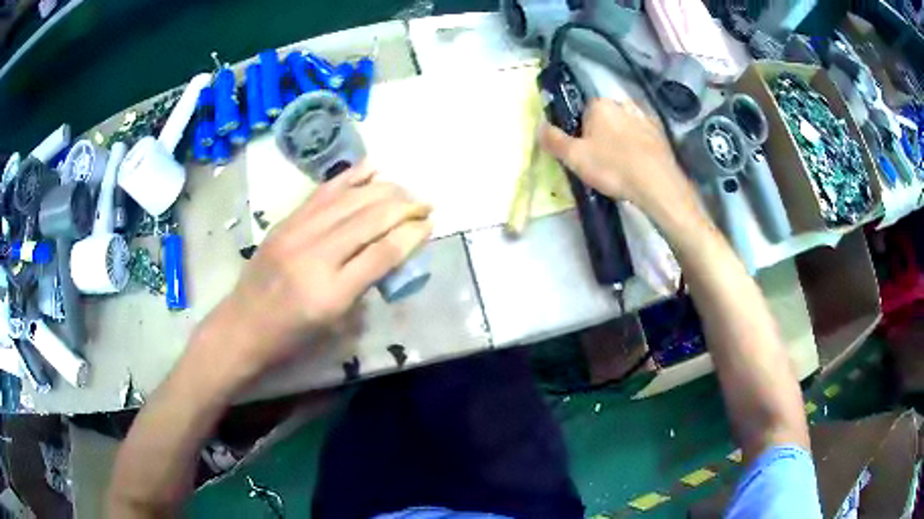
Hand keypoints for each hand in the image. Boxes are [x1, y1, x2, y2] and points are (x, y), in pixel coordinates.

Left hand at [195, 163, 432, 381]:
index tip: (430, 224)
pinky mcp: (285, 222)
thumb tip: (389, 252)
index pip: (382, 253)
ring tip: (405, 188)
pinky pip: (323, 193)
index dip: (411, 235)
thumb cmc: (290, 338)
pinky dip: (350, 178)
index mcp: (331, 293)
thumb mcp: (335, 325)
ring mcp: (297, 234)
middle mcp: (315, 256)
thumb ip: (364, 287)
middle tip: (425, 203)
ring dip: (383, 189)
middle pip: (369, 219)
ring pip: (349, 200)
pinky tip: (371, 168)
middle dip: (404, 206)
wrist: (242, 326)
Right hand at [539, 98, 698, 222]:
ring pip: (625, 127)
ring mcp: (645, 118)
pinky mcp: (662, 134)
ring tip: (621, 165)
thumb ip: (554, 140)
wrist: (657, 184)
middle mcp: (623, 104)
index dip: (580, 131)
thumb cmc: (613, 167)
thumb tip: (539, 127)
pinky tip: (638, 166)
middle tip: (601, 161)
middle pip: (606, 117)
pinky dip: (639, 147)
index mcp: (600, 104)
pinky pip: (643, 137)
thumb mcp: (574, 158)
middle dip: (602, 134)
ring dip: (622, 140)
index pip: (583, 110)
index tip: (583, 151)